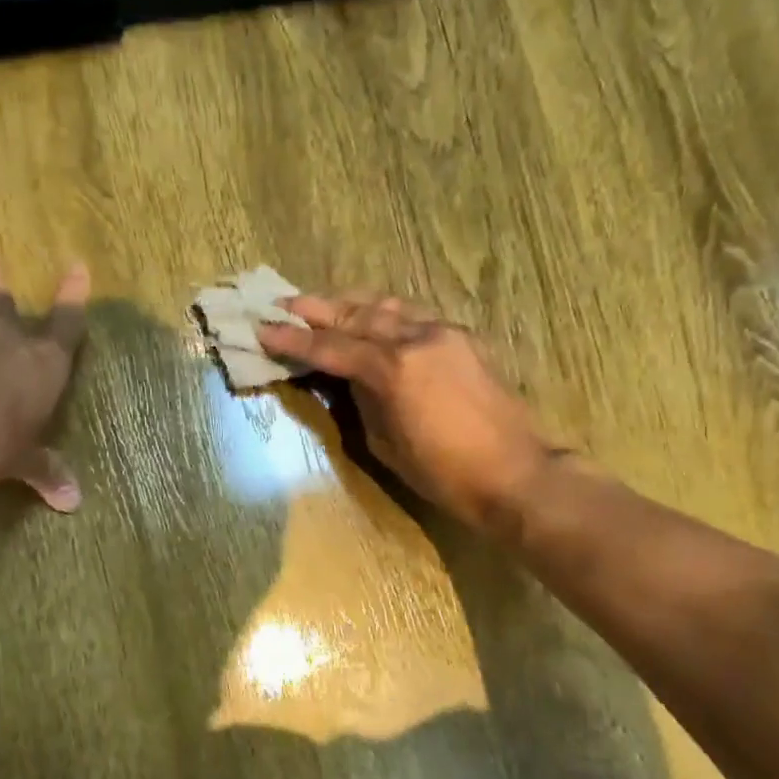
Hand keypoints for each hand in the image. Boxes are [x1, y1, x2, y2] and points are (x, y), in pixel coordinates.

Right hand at [257, 293, 553, 530]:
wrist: (515, 474)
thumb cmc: (444, 473)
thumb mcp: (386, 444)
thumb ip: (362, 402)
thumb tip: (347, 379)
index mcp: (392, 369)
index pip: (331, 347)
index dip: (294, 340)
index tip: (263, 328)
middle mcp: (416, 338)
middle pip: (357, 315)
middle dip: (318, 310)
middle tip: (286, 303)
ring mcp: (444, 333)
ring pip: (389, 307)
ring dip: (353, 304)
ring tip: (325, 304)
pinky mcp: (463, 339)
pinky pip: (414, 317)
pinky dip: (387, 313)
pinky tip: (374, 317)